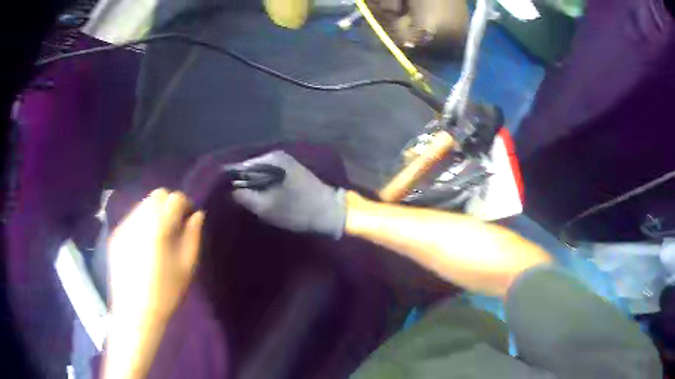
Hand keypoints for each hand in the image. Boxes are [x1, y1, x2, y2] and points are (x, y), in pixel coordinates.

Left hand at [107, 189, 204, 324]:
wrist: (135, 313)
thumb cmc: (165, 293)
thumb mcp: (186, 266)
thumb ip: (193, 236)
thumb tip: (197, 215)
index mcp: (158, 226)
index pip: (175, 198)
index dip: (186, 204)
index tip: (190, 219)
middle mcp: (139, 219)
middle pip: (157, 195)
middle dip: (169, 204)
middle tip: (175, 226)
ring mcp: (124, 225)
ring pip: (143, 204)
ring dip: (155, 212)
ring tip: (159, 235)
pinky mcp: (116, 234)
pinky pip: (132, 218)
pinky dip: (142, 222)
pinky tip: (144, 244)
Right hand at [232, 151, 345, 238]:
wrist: (330, 212)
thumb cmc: (297, 210)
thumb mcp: (265, 207)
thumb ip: (244, 197)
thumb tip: (231, 190)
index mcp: (269, 159)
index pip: (239, 167)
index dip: (232, 181)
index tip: (228, 196)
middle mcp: (276, 154)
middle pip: (250, 168)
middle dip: (244, 183)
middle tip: (241, 201)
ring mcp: (285, 161)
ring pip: (260, 173)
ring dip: (255, 185)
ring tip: (253, 201)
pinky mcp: (292, 169)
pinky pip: (269, 175)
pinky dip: (265, 185)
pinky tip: (266, 197)